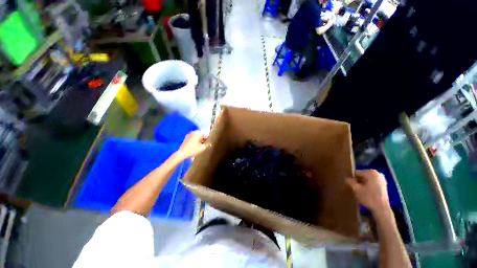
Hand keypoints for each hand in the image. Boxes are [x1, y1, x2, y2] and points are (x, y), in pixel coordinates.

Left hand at [177, 131, 207, 159]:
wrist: (182, 153)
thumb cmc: (193, 150)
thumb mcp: (203, 148)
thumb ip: (207, 144)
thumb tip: (209, 143)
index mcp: (198, 133)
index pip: (206, 136)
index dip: (207, 141)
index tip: (207, 145)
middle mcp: (194, 132)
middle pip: (201, 136)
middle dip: (203, 140)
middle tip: (203, 146)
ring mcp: (189, 134)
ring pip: (196, 137)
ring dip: (198, 141)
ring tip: (199, 147)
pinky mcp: (186, 138)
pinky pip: (192, 138)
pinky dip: (194, 141)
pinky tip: (194, 147)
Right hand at [346, 170, 389, 213]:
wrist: (382, 209)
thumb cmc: (368, 198)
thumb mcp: (355, 189)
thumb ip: (349, 181)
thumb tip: (347, 178)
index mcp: (370, 172)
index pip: (356, 173)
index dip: (351, 179)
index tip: (350, 185)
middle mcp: (377, 173)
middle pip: (362, 176)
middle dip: (357, 181)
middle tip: (355, 189)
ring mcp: (382, 179)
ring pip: (367, 179)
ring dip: (362, 184)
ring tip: (360, 191)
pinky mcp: (384, 185)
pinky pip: (372, 183)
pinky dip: (368, 186)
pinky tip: (366, 193)